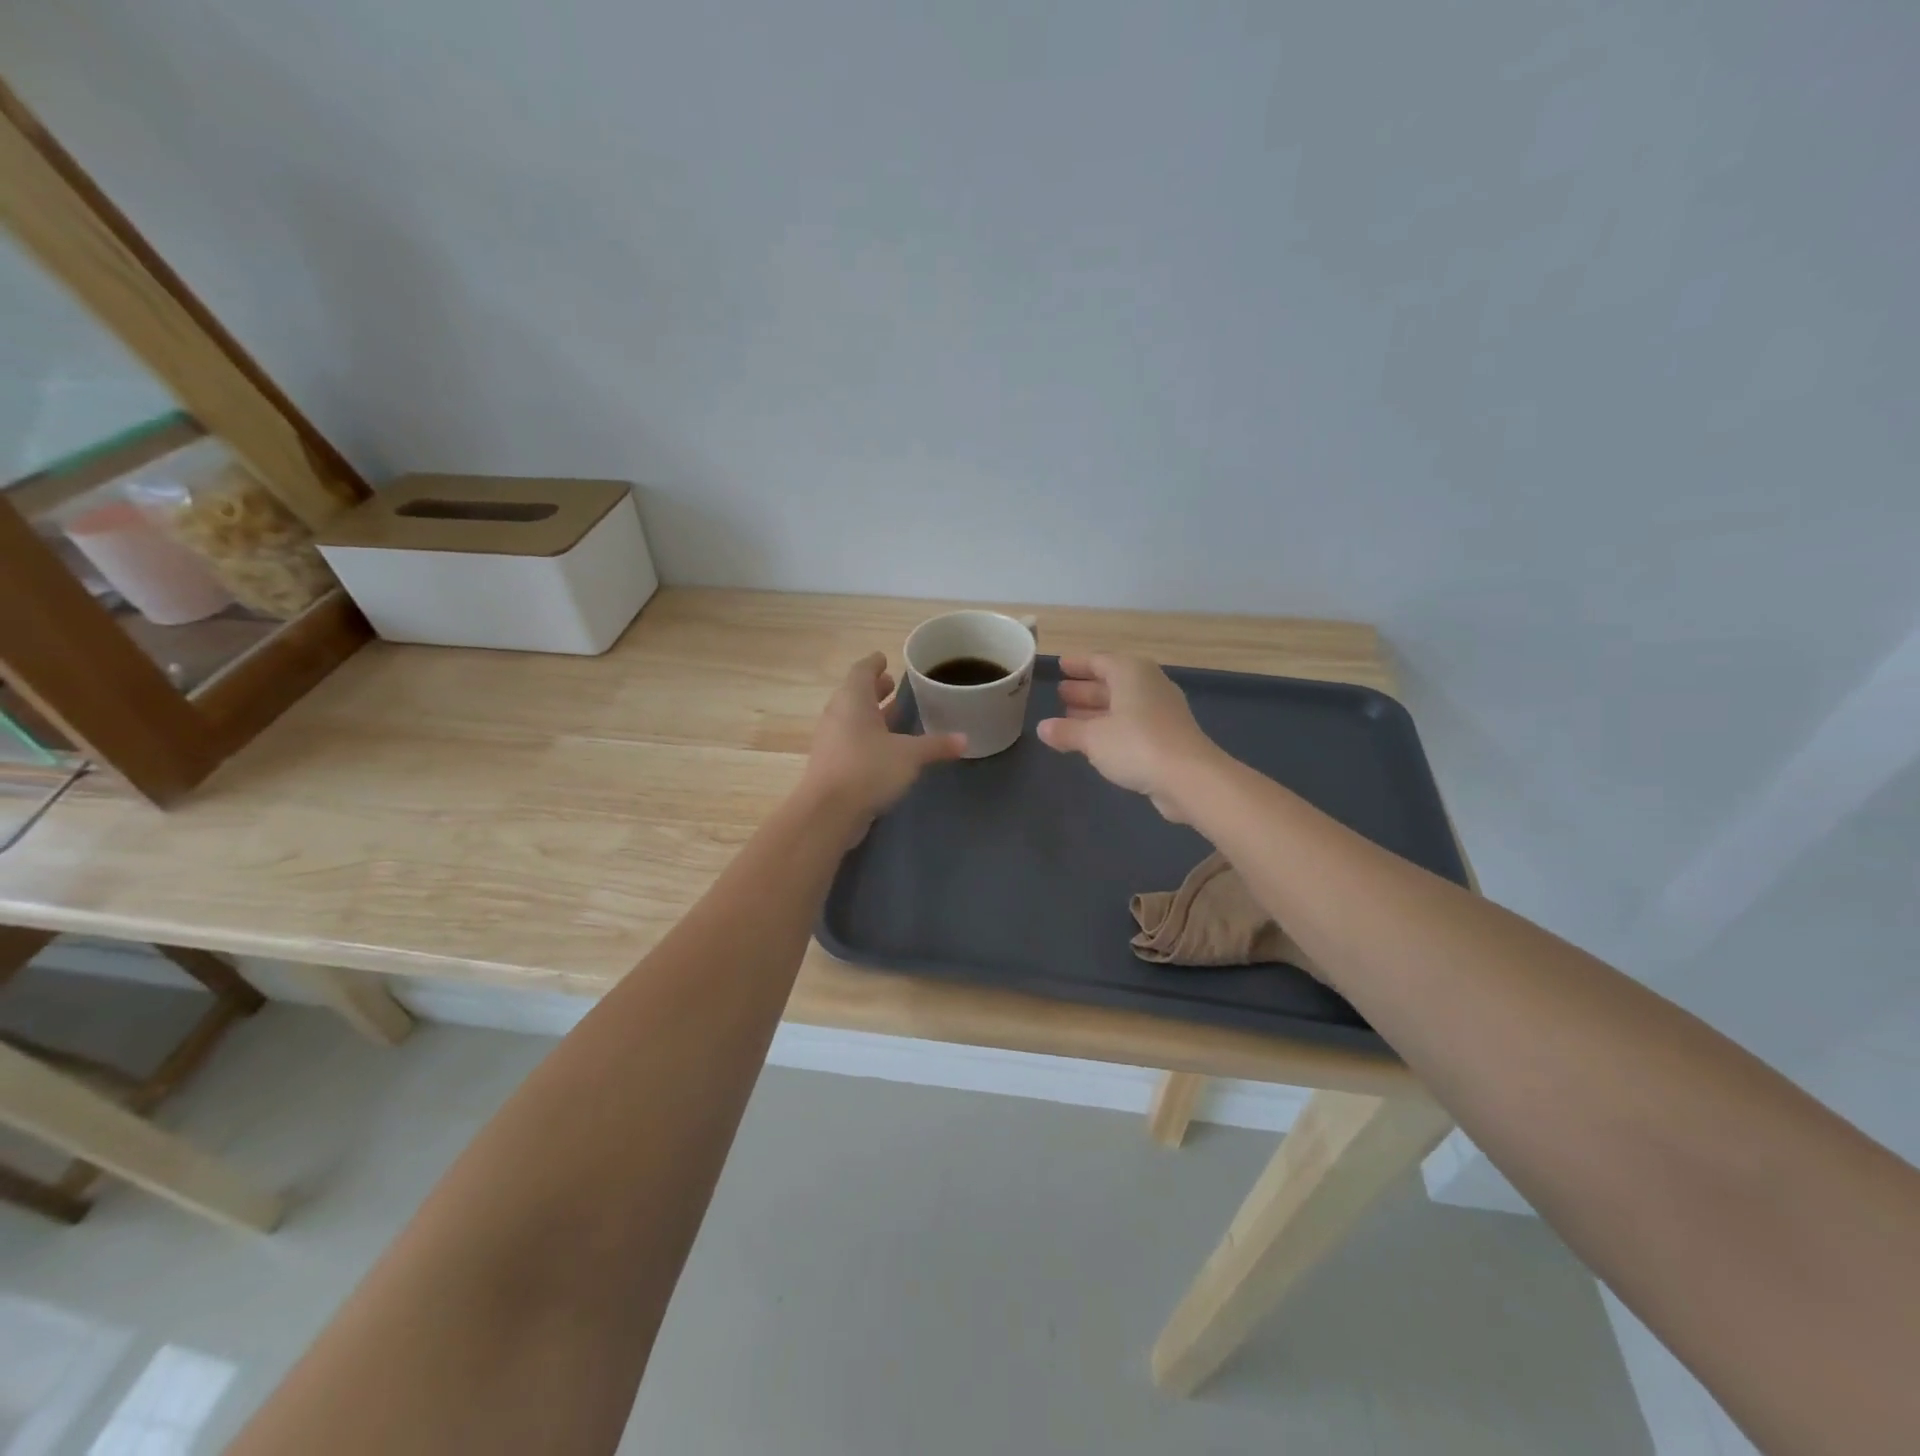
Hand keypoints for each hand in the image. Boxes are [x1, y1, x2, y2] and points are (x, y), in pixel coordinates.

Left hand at [801, 653, 966, 827]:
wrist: (828, 813)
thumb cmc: (868, 769)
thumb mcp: (910, 756)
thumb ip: (936, 745)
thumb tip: (965, 739)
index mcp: (853, 700)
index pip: (862, 671)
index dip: (874, 663)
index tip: (885, 658)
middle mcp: (838, 714)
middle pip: (856, 694)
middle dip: (874, 689)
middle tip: (894, 685)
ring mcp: (831, 740)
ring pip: (852, 719)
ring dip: (871, 714)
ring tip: (894, 714)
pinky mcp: (831, 764)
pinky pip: (850, 741)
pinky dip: (867, 737)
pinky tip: (885, 748)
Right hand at [1037, 655, 1221, 822]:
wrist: (1188, 777)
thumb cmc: (1135, 744)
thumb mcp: (1092, 738)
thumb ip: (1066, 731)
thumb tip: (1043, 728)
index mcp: (1131, 673)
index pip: (1100, 661)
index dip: (1078, 664)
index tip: (1060, 666)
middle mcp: (1149, 685)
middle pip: (1112, 682)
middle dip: (1085, 689)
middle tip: (1061, 694)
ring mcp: (1161, 711)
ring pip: (1122, 704)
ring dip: (1097, 710)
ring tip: (1070, 717)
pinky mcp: (1167, 736)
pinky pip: (1132, 723)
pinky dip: (1112, 727)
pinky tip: (1096, 741)